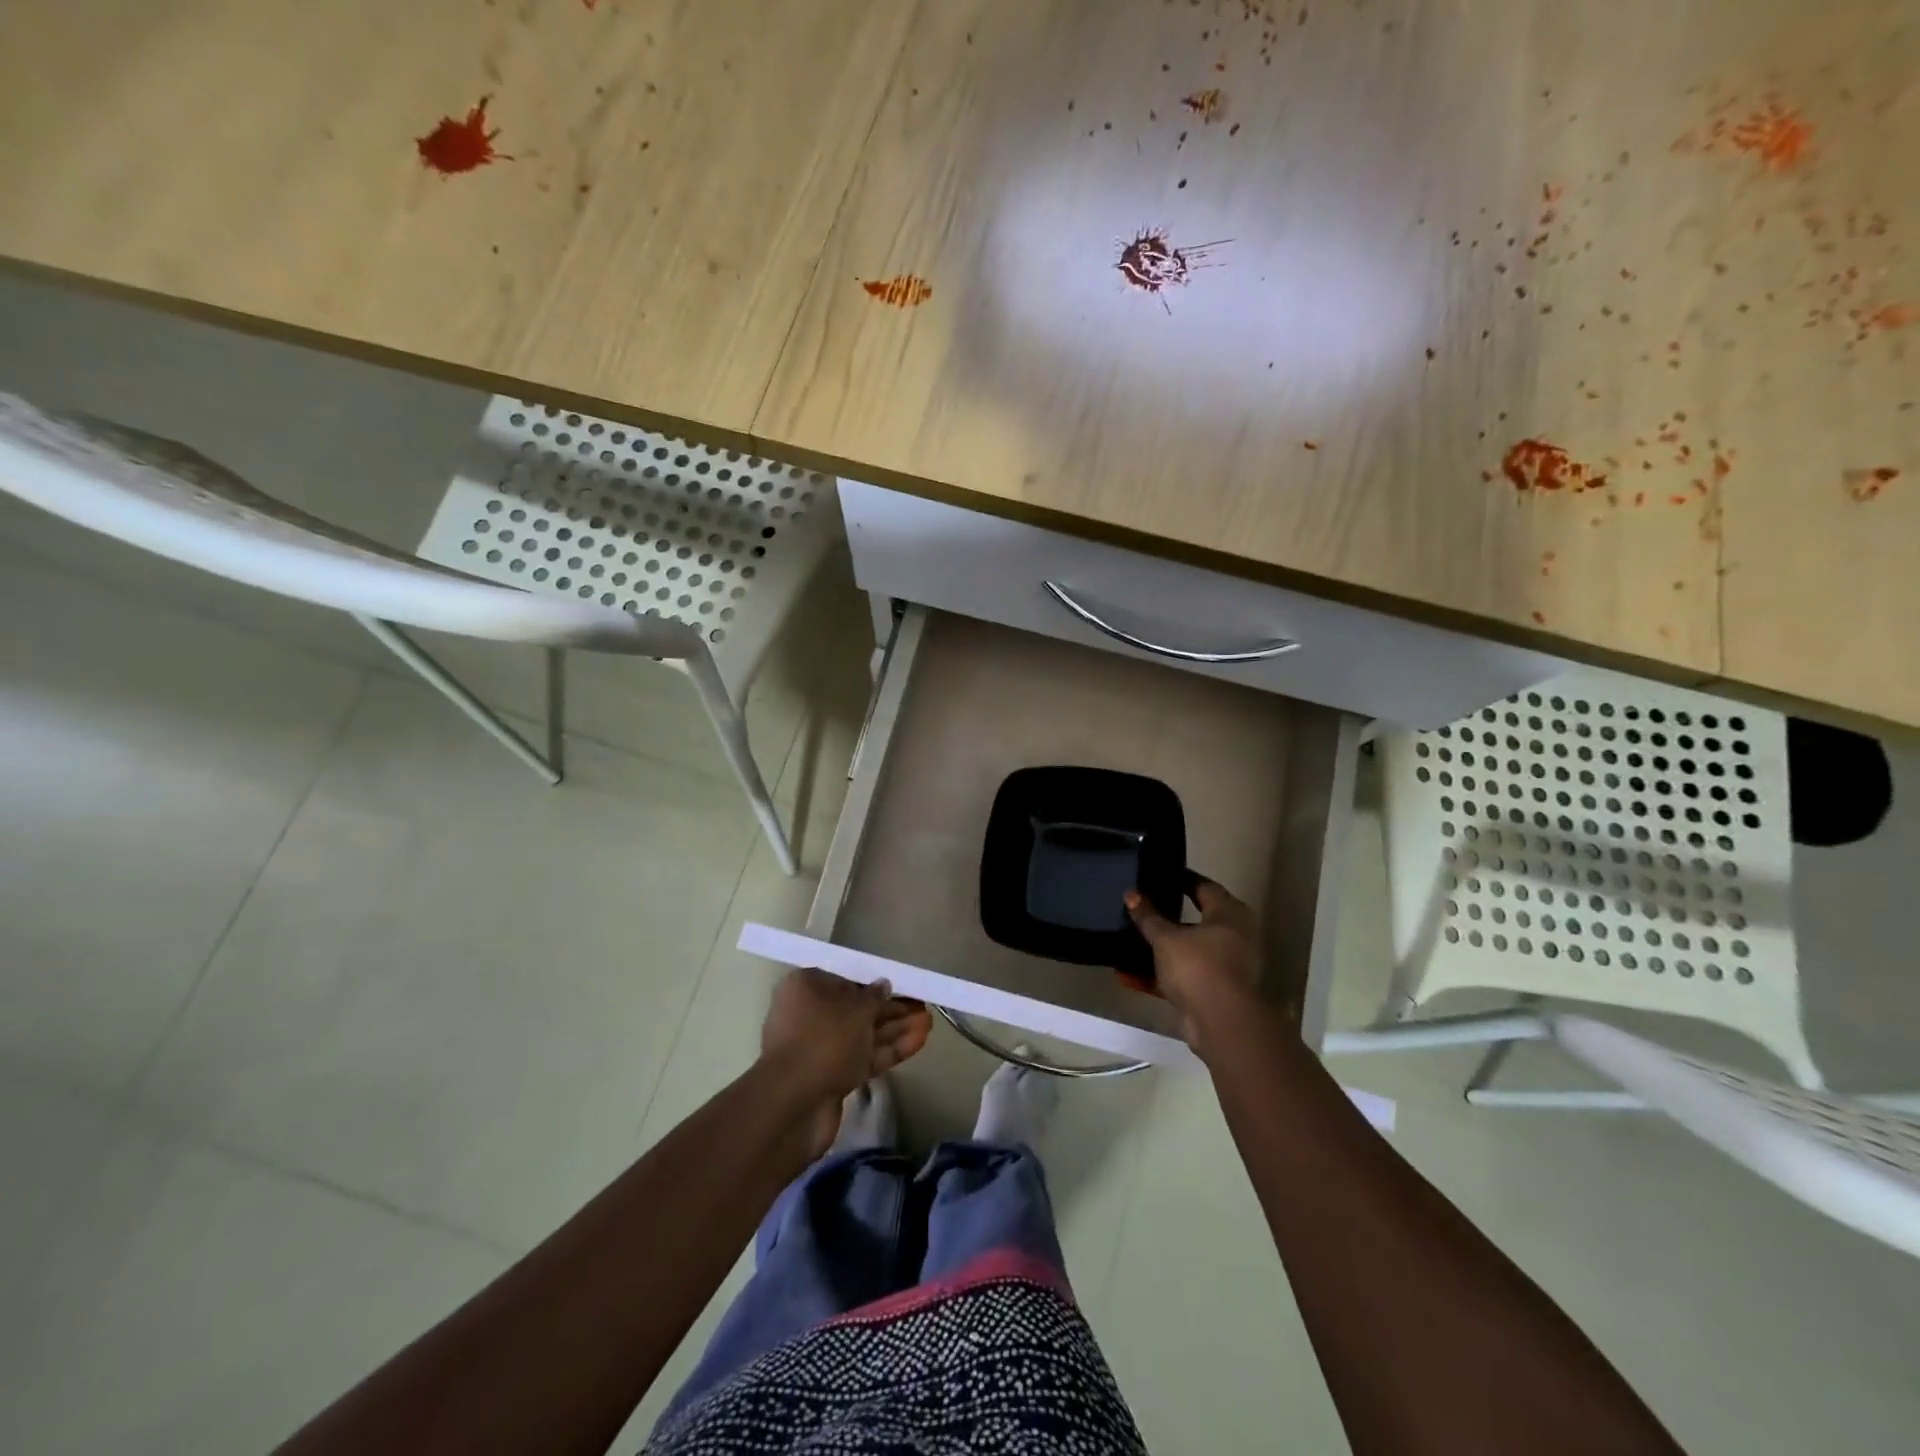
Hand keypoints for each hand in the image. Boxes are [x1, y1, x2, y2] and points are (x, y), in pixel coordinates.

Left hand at [760, 969, 931, 1151]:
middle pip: (856, 1008)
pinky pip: (863, 1057)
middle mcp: (809, 1015)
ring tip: (928, 1023)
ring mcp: (820, 1049)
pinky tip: (919, 1041)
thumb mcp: (856, 1011)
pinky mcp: (831, 1077)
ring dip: (896, 1029)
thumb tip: (883, 985)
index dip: (875, 982)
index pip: (845, 979)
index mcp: (805, 988)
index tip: (901, 984)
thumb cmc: (824, 1041)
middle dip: (891, 1009)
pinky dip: (889, 1050)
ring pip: (863, 1035)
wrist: (794, 1106)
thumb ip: (874, 996)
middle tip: (922, 1005)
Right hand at [1124, 879, 1262, 1047]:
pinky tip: (1130, 975)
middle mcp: (1233, 936)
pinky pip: (1182, 976)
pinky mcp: (1213, 991)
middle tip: (1143, 907)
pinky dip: (1160, 975)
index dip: (1182, 880)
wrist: (1220, 1021)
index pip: (1204, 887)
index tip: (1160, 876)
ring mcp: (1225, 965)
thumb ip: (1148, 916)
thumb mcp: (1166, 938)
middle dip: (1169, 917)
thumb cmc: (1198, 965)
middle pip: (1197, 920)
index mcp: (1228, 914)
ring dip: (1162, 949)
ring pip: (1188, 950)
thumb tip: (1131, 893)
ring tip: (1131, 940)